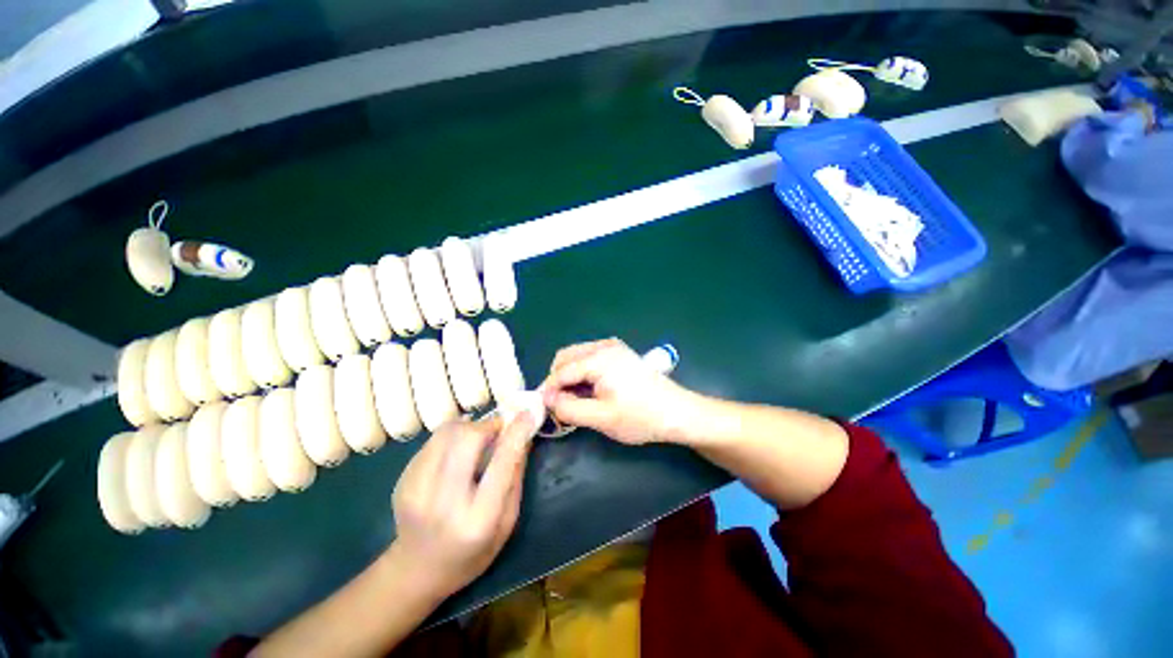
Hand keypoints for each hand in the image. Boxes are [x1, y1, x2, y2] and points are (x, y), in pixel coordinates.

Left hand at [389, 413, 536, 599]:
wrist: (417, 571)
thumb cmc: (473, 552)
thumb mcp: (508, 522)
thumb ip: (516, 476)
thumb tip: (524, 435)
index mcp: (478, 519)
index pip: (502, 462)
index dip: (516, 432)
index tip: (527, 413)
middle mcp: (444, 502)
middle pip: (467, 439)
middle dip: (488, 425)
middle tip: (499, 429)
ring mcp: (416, 490)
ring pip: (446, 433)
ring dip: (469, 427)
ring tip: (479, 437)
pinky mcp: (402, 481)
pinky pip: (432, 441)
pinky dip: (451, 436)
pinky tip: (457, 451)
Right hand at [540, 338, 691, 444]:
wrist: (677, 412)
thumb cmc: (641, 417)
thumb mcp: (601, 418)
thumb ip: (569, 408)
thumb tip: (545, 399)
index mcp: (599, 358)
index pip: (561, 371)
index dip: (548, 390)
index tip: (541, 408)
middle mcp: (604, 345)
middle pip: (566, 357)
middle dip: (557, 380)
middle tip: (559, 405)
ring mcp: (613, 347)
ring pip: (577, 357)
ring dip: (569, 376)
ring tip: (574, 400)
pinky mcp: (619, 353)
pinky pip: (590, 358)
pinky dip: (582, 373)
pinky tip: (589, 391)